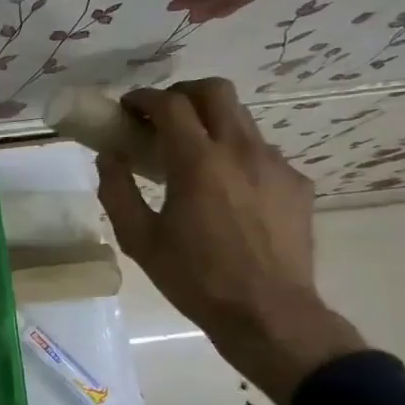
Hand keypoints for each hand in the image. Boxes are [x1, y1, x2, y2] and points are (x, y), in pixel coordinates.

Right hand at [94, 78, 364, 404]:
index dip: (144, 98)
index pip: (170, 104)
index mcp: (198, 163)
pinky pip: (261, 152)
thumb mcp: (139, 239)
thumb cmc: (195, 278)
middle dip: (183, 93)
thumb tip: (109, 156)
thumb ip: (117, 191)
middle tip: (162, 117)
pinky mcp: (296, 183)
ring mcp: (274, 164)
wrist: (268, 314)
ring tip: (193, 156)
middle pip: (215, 90)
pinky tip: (225, 189)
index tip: (127, 108)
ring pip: (241, 119)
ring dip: (210, 123)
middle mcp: (240, 151)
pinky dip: (235, 154)